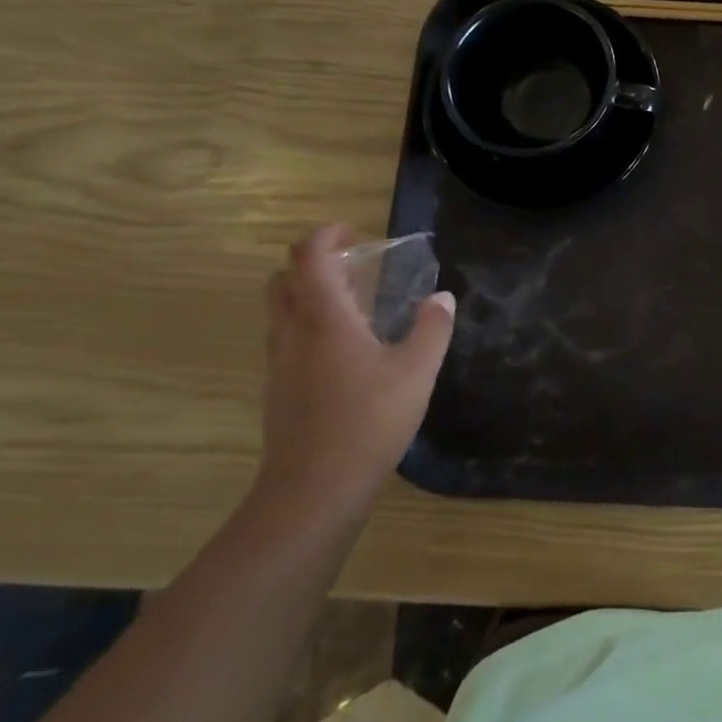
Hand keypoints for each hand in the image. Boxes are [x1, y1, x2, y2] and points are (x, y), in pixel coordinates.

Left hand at [257, 224, 455, 516]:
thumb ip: (432, 328)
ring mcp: (280, 362)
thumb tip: (442, 298)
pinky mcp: (280, 389)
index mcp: (324, 318)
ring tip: (358, 304)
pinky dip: (311, 325)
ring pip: (282, 310)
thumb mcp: (417, 371)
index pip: (308, 256)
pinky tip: (349, 349)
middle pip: (284, 279)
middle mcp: (293, 332)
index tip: (355, 231)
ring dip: (311, 294)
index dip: (327, 235)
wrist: (314, 490)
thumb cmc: (368, 420)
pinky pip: (288, 338)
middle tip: (357, 266)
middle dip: (315, 263)